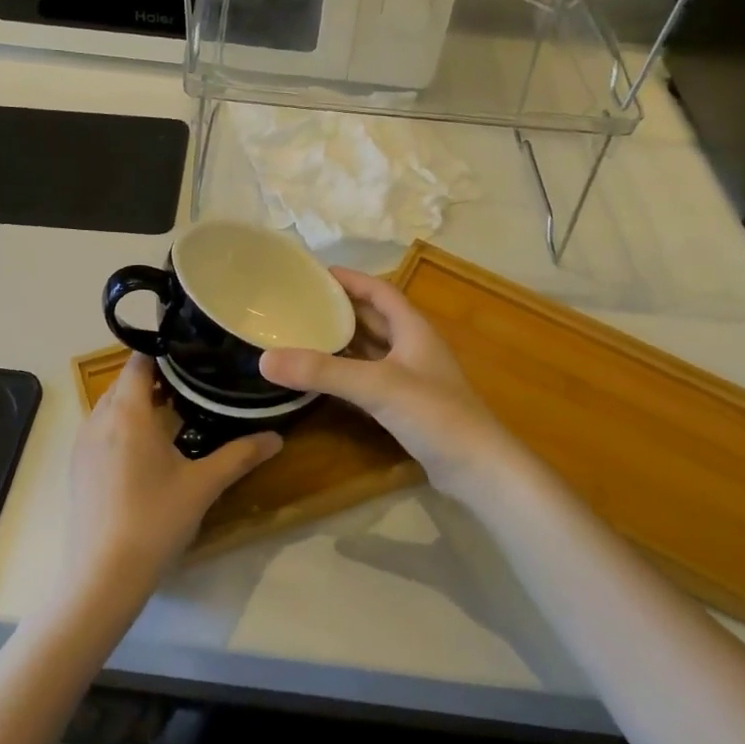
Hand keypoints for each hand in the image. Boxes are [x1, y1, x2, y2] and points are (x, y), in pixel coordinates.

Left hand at [63, 354, 282, 602]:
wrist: (102, 577)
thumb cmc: (155, 520)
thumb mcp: (203, 485)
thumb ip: (240, 455)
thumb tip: (277, 438)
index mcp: (127, 413)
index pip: (138, 361)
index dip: (163, 353)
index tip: (192, 356)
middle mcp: (98, 419)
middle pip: (124, 383)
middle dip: (155, 380)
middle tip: (193, 387)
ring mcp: (82, 445)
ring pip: (110, 407)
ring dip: (137, 405)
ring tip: (174, 416)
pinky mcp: (76, 468)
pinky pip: (100, 430)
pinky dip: (122, 428)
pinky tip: (147, 454)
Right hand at [260, 267, 519, 497]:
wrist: (479, 469)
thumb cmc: (435, 414)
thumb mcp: (376, 386)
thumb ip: (323, 372)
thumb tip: (266, 359)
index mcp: (412, 328)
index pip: (379, 290)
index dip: (350, 279)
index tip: (314, 274)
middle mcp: (412, 346)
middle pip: (372, 317)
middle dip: (339, 309)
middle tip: (298, 304)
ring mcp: (411, 377)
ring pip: (371, 349)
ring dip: (342, 341)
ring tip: (302, 334)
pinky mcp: (407, 405)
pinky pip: (370, 377)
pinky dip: (347, 372)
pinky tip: (322, 377)